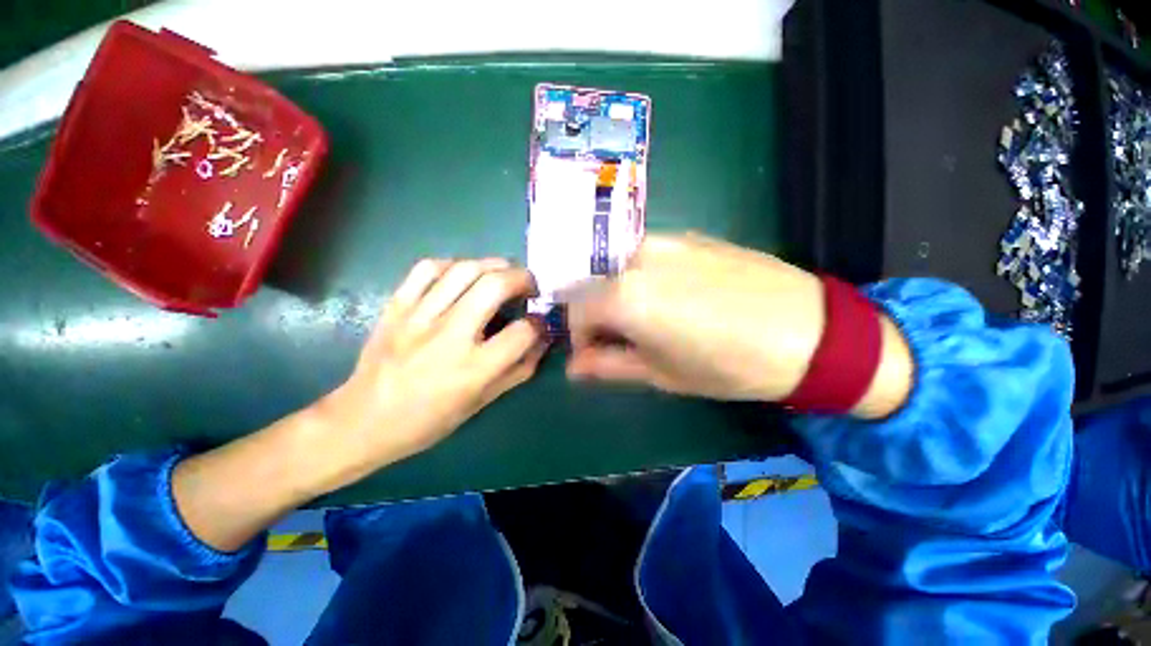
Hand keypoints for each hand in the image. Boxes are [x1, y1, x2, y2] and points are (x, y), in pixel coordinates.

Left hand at [320, 258, 547, 474]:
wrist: (363, 420)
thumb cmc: (430, 420)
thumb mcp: (482, 402)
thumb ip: (519, 369)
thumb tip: (543, 339)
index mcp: (473, 369)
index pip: (522, 332)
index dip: (539, 323)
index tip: (540, 322)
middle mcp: (449, 336)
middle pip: (495, 286)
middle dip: (522, 278)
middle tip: (529, 285)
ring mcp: (418, 317)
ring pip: (464, 269)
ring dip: (494, 264)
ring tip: (503, 273)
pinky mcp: (396, 306)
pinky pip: (427, 268)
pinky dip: (453, 264)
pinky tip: (463, 274)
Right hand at [567, 233, 910, 416]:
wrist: (810, 332)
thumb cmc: (728, 365)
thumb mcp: (661, 373)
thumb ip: (608, 365)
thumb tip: (574, 367)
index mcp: (625, 296)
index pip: (576, 310)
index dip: (579, 336)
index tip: (594, 353)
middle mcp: (637, 259)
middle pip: (591, 283)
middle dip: (594, 312)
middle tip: (616, 336)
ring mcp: (664, 241)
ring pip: (616, 266)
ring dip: (615, 292)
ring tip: (642, 317)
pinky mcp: (688, 236)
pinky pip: (645, 255)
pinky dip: (640, 276)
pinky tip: (669, 296)